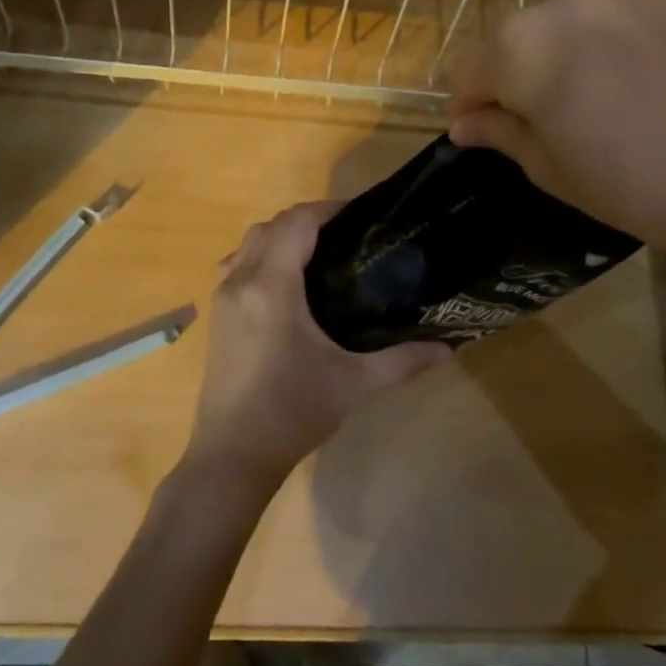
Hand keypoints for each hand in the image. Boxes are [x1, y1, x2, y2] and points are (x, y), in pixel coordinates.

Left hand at [188, 203, 450, 488]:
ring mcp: (222, 298)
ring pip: (249, 242)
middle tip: (348, 236)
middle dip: (308, 220)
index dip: (328, 210)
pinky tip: (286, 284)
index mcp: (272, 286)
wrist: (233, 456)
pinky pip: (237, 265)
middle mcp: (241, 281)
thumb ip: (402, 361)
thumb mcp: (354, 383)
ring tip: (320, 254)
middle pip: (271, 226)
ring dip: (281, 236)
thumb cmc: (293, 412)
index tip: (361, 215)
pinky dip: (261, 256)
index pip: (297, 222)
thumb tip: (448, 348)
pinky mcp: (216, 316)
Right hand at [448, 0, 665, 267]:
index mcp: (522, 47)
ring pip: (583, 6)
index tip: (481, 126)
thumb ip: (501, 133)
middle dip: (529, 68)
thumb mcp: (554, 172)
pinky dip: (637, 18)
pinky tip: (663, 57)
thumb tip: (464, 123)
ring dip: (583, 37)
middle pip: (527, 32)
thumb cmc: (641, 186)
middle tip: (562, 112)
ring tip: (619, 80)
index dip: (472, 102)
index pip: (473, 69)